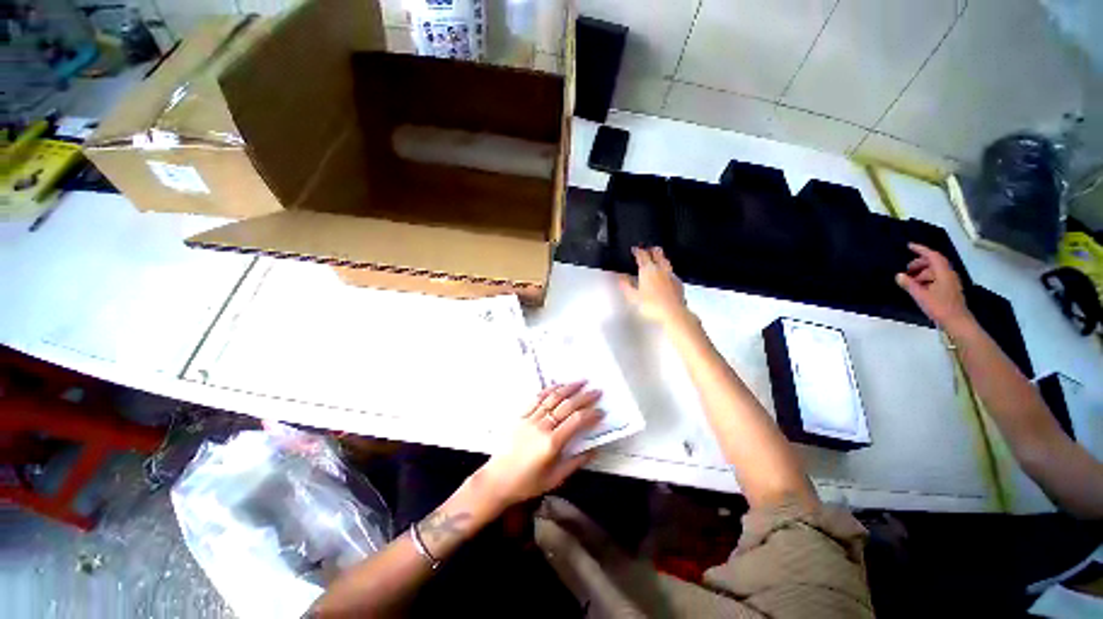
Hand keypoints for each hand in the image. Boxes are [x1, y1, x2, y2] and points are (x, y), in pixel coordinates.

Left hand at [473, 381, 602, 510]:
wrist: (497, 480)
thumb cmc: (527, 483)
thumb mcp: (554, 479)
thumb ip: (575, 463)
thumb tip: (593, 451)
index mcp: (552, 443)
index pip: (576, 421)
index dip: (591, 414)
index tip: (601, 411)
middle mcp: (542, 427)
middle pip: (566, 406)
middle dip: (584, 397)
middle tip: (597, 391)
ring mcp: (530, 419)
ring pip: (552, 398)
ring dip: (568, 388)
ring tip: (581, 381)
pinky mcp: (521, 416)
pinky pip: (537, 399)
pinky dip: (550, 390)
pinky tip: (558, 386)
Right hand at [619, 247, 691, 328]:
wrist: (673, 313)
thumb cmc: (652, 305)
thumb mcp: (633, 296)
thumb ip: (625, 284)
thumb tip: (620, 276)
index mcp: (648, 270)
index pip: (642, 255)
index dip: (637, 251)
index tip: (634, 249)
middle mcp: (660, 269)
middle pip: (656, 254)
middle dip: (651, 249)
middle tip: (647, 248)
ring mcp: (670, 275)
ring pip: (665, 260)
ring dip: (660, 256)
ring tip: (658, 255)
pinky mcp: (678, 282)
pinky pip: (671, 271)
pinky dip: (667, 268)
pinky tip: (666, 272)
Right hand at [896, 243, 972, 330]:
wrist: (957, 321)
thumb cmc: (939, 307)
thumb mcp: (921, 296)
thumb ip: (909, 284)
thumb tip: (899, 275)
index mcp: (943, 273)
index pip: (932, 256)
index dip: (921, 249)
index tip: (909, 246)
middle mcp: (949, 274)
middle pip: (934, 262)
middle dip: (920, 263)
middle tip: (906, 269)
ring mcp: (950, 282)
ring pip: (935, 271)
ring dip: (922, 272)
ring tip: (910, 281)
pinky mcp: (949, 289)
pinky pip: (937, 278)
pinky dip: (927, 278)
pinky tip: (919, 287)